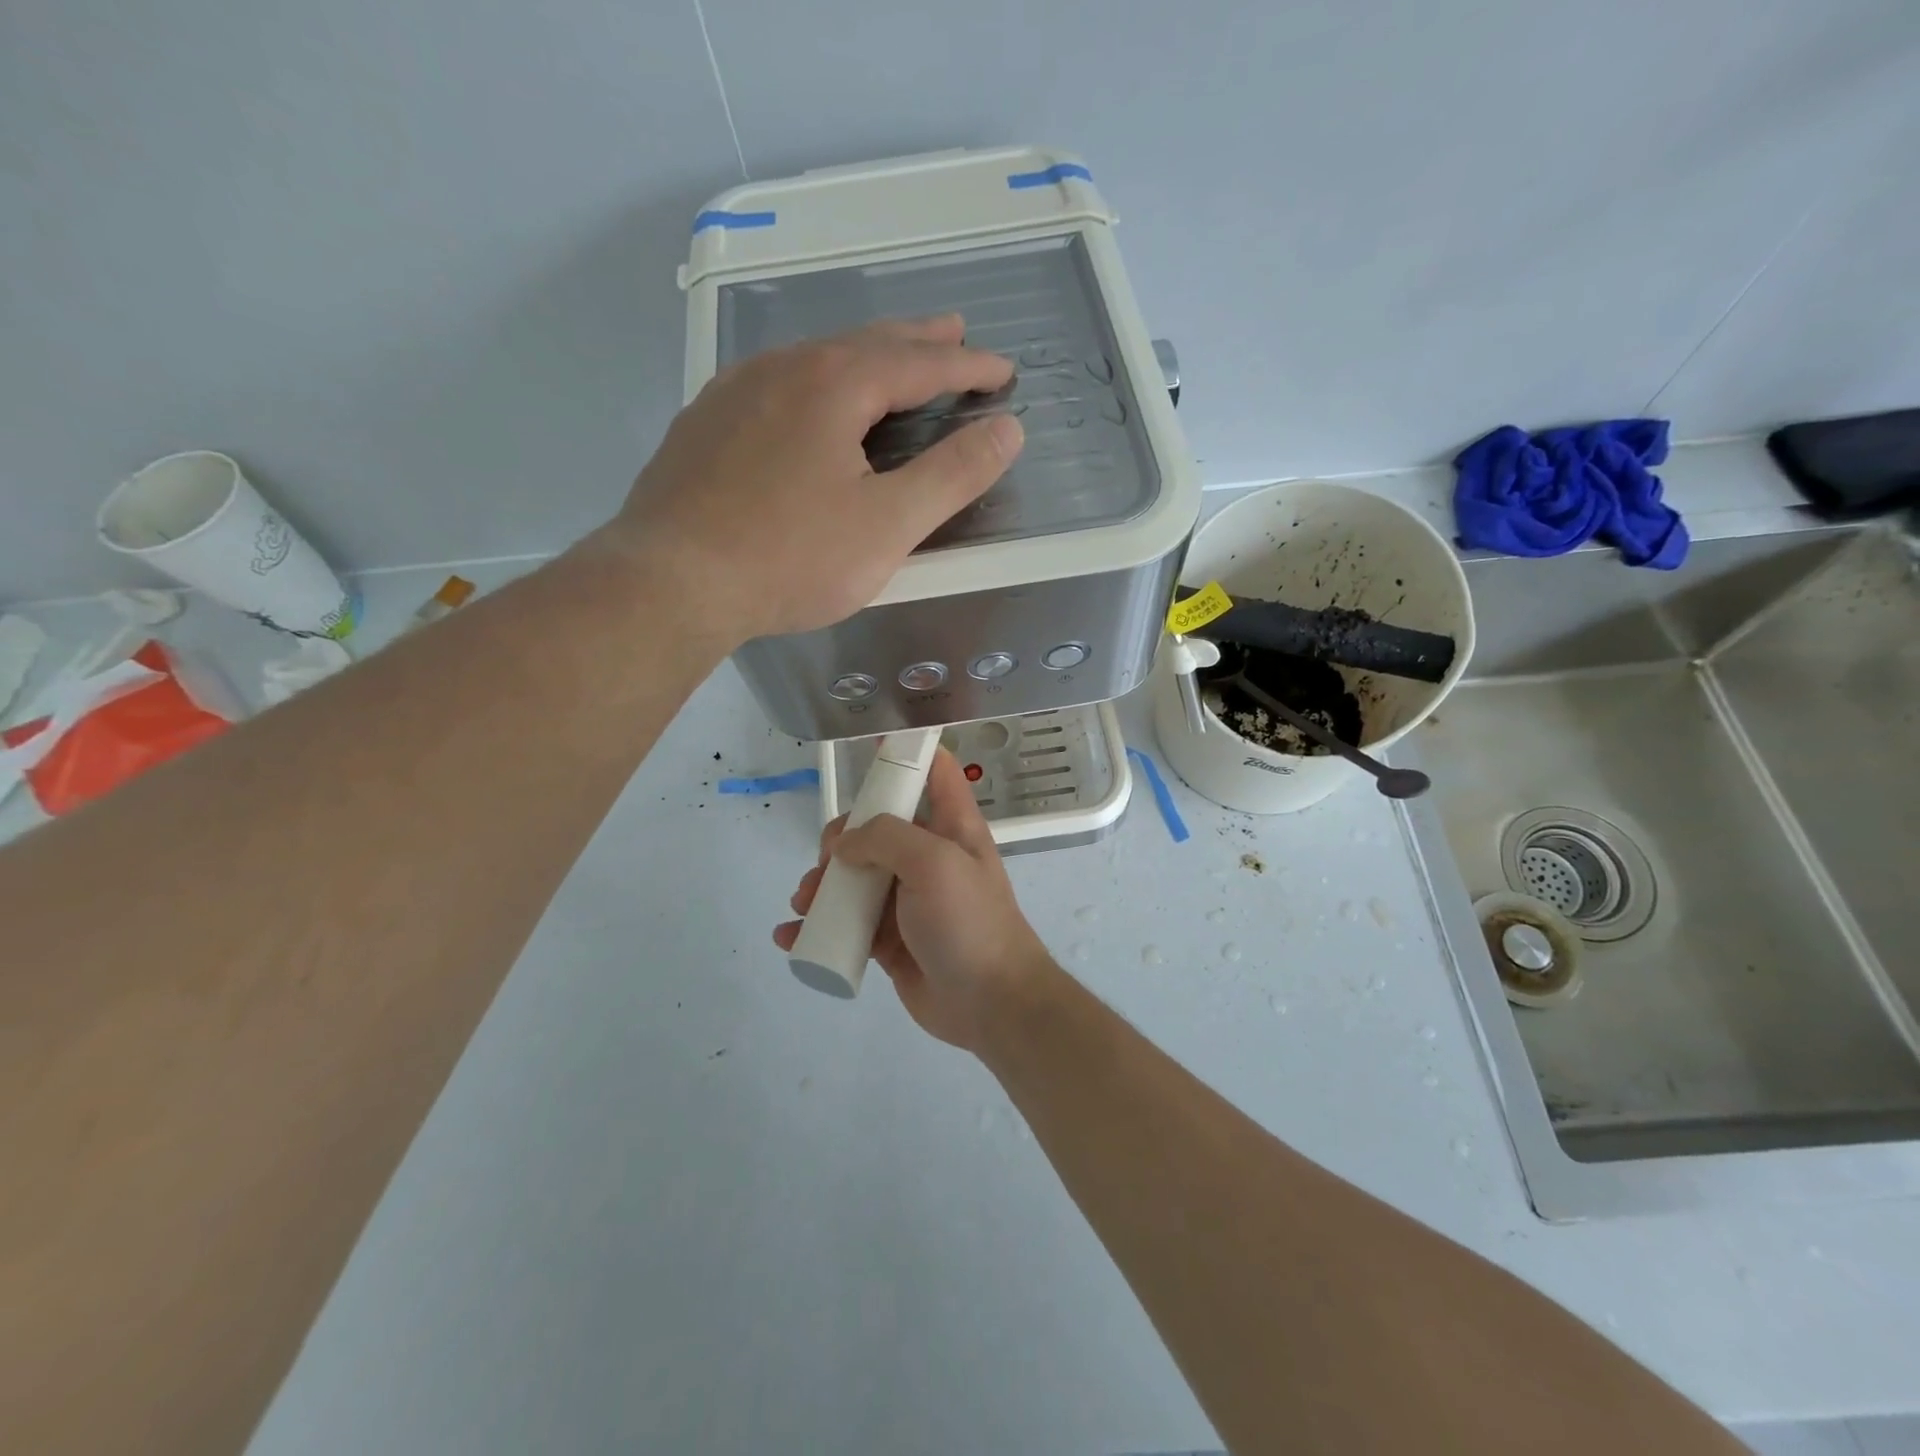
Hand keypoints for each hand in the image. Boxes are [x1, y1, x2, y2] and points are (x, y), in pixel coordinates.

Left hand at [606, 315, 1020, 643]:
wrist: (670, 582)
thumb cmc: (790, 557)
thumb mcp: (888, 525)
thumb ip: (953, 476)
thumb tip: (1008, 429)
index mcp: (833, 384)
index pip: (919, 362)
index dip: (967, 367)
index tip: (1003, 371)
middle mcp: (781, 369)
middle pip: (865, 344)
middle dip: (917, 341)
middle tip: (954, 334)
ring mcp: (733, 393)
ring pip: (814, 360)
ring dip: (863, 357)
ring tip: (890, 364)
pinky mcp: (703, 426)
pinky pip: (775, 386)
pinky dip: (814, 383)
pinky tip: (809, 402)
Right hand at [773, 750, 1059, 1050]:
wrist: (990, 1003)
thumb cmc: (969, 922)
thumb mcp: (934, 863)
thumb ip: (887, 837)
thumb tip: (846, 845)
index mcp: (950, 827)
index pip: (935, 772)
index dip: (909, 751)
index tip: (870, 743)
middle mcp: (927, 857)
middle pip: (875, 827)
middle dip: (840, 838)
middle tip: (827, 863)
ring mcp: (906, 899)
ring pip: (853, 877)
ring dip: (822, 885)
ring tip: (806, 903)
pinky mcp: (888, 939)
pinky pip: (845, 924)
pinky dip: (816, 927)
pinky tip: (791, 936)